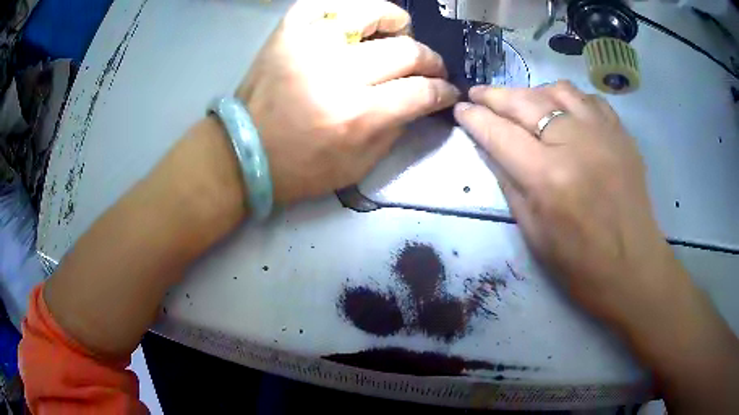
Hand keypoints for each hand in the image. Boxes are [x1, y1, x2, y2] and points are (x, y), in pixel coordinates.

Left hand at [238, 0, 459, 203]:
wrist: (245, 152)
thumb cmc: (301, 168)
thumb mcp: (358, 165)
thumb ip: (397, 129)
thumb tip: (421, 99)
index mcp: (357, 115)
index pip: (421, 91)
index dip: (443, 90)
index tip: (448, 91)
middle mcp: (337, 74)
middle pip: (406, 51)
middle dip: (430, 60)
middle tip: (431, 68)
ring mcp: (309, 45)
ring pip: (371, 13)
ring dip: (396, 21)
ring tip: (399, 32)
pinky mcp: (288, 33)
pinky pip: (325, 4)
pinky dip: (349, 8)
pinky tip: (358, 22)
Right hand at [454, 82, 670, 324]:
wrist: (634, 269)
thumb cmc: (580, 265)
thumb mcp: (534, 233)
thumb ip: (510, 184)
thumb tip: (490, 148)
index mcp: (549, 177)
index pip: (499, 133)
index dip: (475, 118)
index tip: (460, 109)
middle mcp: (576, 143)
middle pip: (525, 102)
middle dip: (495, 95)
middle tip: (478, 94)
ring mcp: (603, 133)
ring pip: (558, 90)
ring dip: (532, 93)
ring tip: (522, 104)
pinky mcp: (622, 134)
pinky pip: (589, 99)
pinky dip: (570, 99)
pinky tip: (564, 112)